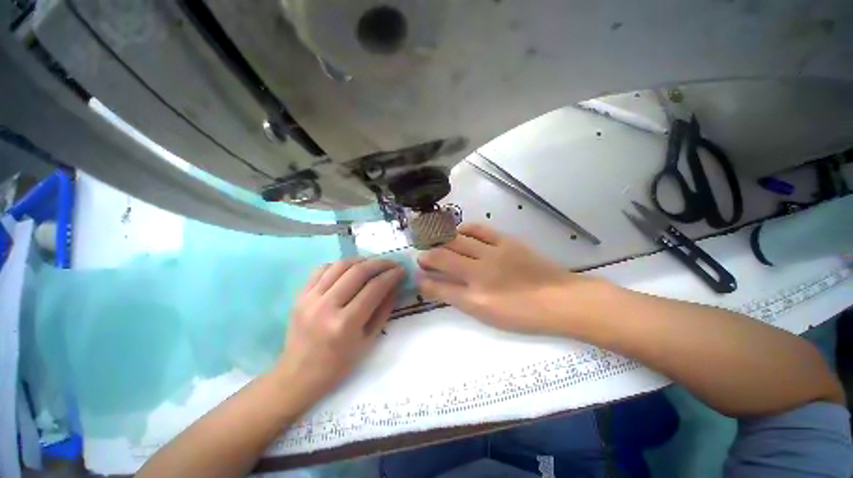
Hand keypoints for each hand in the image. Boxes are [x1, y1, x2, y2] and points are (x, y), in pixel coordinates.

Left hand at [274, 259, 402, 406]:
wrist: (298, 375)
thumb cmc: (338, 364)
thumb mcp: (369, 340)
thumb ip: (384, 310)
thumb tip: (395, 286)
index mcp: (345, 324)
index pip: (374, 288)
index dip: (391, 275)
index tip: (401, 270)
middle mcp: (326, 306)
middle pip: (358, 272)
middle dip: (379, 263)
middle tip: (391, 263)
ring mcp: (310, 298)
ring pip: (340, 266)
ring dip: (361, 260)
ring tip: (373, 263)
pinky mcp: (300, 295)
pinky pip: (322, 269)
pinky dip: (340, 265)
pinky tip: (349, 269)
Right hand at [417, 223, 596, 333]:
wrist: (560, 299)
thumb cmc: (522, 314)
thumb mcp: (487, 315)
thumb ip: (460, 299)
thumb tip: (438, 287)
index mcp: (476, 297)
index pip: (439, 286)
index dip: (424, 280)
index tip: (417, 275)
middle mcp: (480, 272)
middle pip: (444, 258)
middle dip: (428, 257)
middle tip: (422, 257)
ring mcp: (493, 253)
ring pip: (458, 241)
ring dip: (442, 242)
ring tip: (437, 244)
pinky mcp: (505, 241)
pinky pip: (479, 229)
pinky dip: (464, 230)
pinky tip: (459, 232)